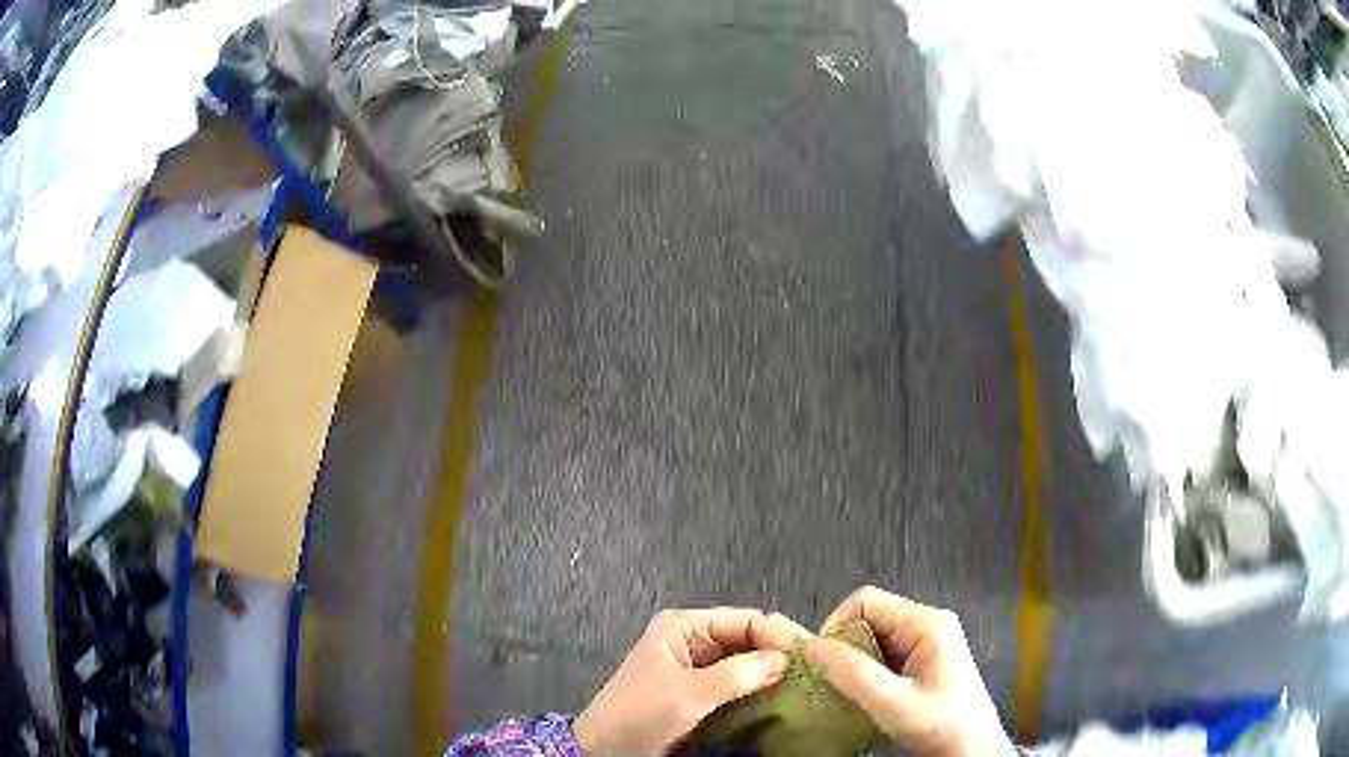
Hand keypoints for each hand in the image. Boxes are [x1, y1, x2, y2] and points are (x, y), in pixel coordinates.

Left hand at [574, 607, 804, 755]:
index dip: (778, 634)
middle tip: (815, 671)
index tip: (811, 655)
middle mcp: (693, 639)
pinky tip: (779, 696)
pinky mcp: (698, 689)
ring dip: (771, 671)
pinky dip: (757, 687)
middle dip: (779, 652)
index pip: (745, 619)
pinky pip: (736, 681)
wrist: (604, 749)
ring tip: (805, 683)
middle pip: (747, 638)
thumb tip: (785, 660)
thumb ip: (737, 675)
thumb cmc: (640, 715)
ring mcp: (695, 665)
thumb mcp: (688, 694)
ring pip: (745, 660)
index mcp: (684, 627)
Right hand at [805, 587, 1013, 756]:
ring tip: (845, 692)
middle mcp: (927, 624)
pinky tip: (863, 696)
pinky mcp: (923, 662)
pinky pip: (883, 655)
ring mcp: (926, 643)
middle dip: (844, 647)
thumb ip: (852, 673)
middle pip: (869, 618)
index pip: (866, 601)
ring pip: (873, 638)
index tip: (821, 663)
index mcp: (926, 623)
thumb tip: (810, 646)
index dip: (837, 625)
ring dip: (853, 662)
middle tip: (830, 682)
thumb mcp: (892, 703)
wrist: (972, 752)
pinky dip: (865, 672)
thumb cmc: (939, 725)